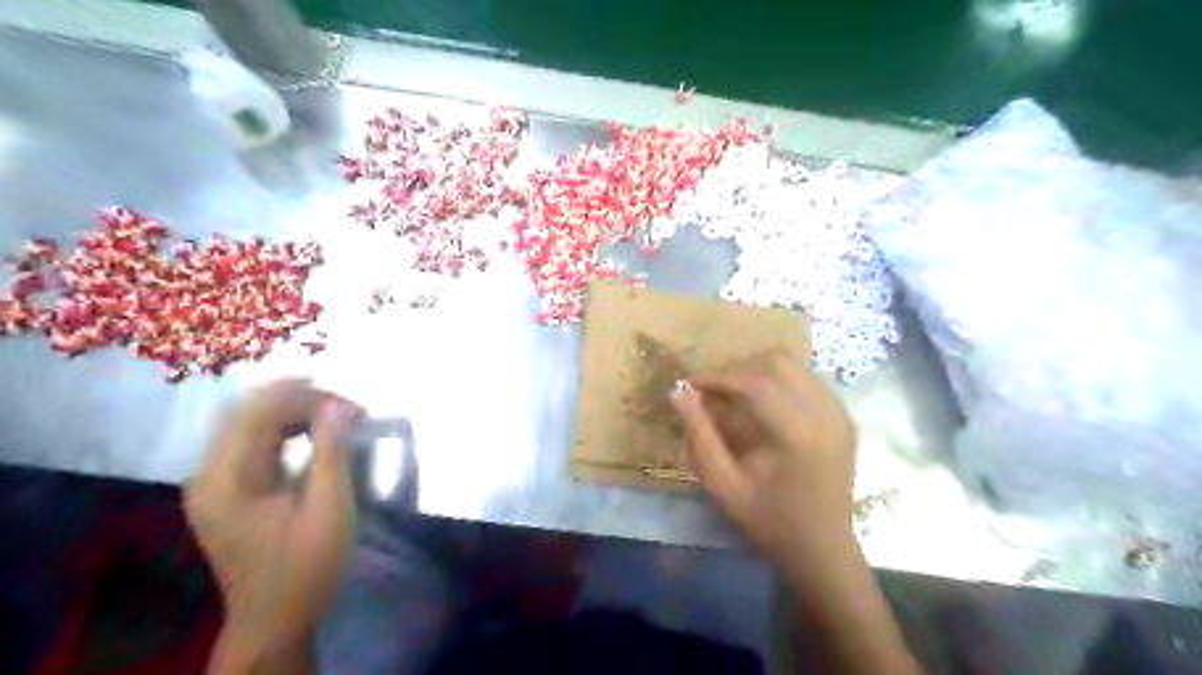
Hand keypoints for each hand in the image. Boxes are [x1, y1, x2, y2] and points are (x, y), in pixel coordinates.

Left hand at [182, 380, 359, 669]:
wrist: (275, 621)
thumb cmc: (305, 567)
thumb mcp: (328, 507)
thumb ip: (331, 451)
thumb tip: (341, 405)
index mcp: (225, 479)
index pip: (257, 413)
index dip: (305, 398)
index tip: (352, 406)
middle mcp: (209, 474)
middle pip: (247, 412)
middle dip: (300, 400)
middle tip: (348, 408)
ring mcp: (214, 483)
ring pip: (249, 424)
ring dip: (294, 413)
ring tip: (337, 417)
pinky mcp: (227, 491)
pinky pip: (253, 444)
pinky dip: (286, 431)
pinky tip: (315, 434)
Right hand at [674, 347, 853, 563]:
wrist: (824, 550)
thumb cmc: (769, 522)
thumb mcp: (723, 485)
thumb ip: (700, 435)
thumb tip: (679, 392)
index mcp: (798, 435)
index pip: (754, 382)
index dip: (718, 377)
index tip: (691, 385)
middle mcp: (826, 413)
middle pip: (778, 361)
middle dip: (738, 368)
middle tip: (713, 390)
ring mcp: (840, 412)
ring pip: (794, 364)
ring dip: (757, 370)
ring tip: (733, 394)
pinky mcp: (844, 415)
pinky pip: (807, 378)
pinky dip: (778, 380)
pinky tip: (762, 404)